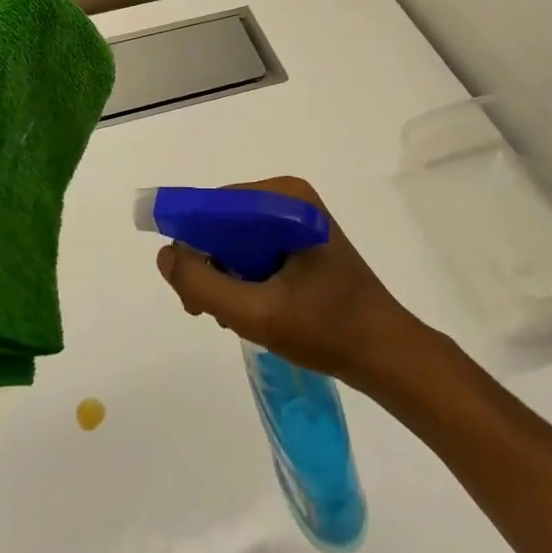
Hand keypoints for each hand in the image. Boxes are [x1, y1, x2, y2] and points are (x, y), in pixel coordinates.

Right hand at [155, 176, 423, 392]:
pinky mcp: (301, 241)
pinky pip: (254, 250)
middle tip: (206, 312)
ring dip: (224, 277)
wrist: (387, 354)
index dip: (192, 242)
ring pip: (235, 239)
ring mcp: (296, 219)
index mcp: (284, 198)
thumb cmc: (327, 329)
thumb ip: (204, 285)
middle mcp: (288, 198)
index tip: (187, 287)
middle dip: (209, 265)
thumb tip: (164, 255)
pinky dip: (243, 279)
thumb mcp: (258, 313)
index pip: (216, 206)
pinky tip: (250, 310)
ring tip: (231, 318)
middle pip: (224, 222)